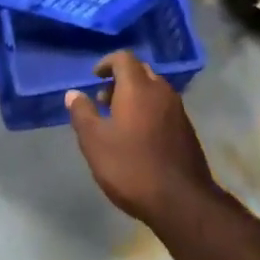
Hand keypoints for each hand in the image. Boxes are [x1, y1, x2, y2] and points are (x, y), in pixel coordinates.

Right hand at [65, 52, 219, 230]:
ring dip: (135, 96)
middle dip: (120, 80)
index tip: (94, 78)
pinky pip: (164, 107)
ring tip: (118, 121)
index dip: (106, 63)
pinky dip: (149, 110)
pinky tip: (139, 137)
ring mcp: (178, 110)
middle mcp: (161, 91)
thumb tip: (73, 93)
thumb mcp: (95, 142)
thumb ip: (82, 113)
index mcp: (138, 88)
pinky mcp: (187, 129)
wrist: (181, 200)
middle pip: (140, 71)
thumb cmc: (131, 167)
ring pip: (154, 90)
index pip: (123, 58)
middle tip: (103, 101)